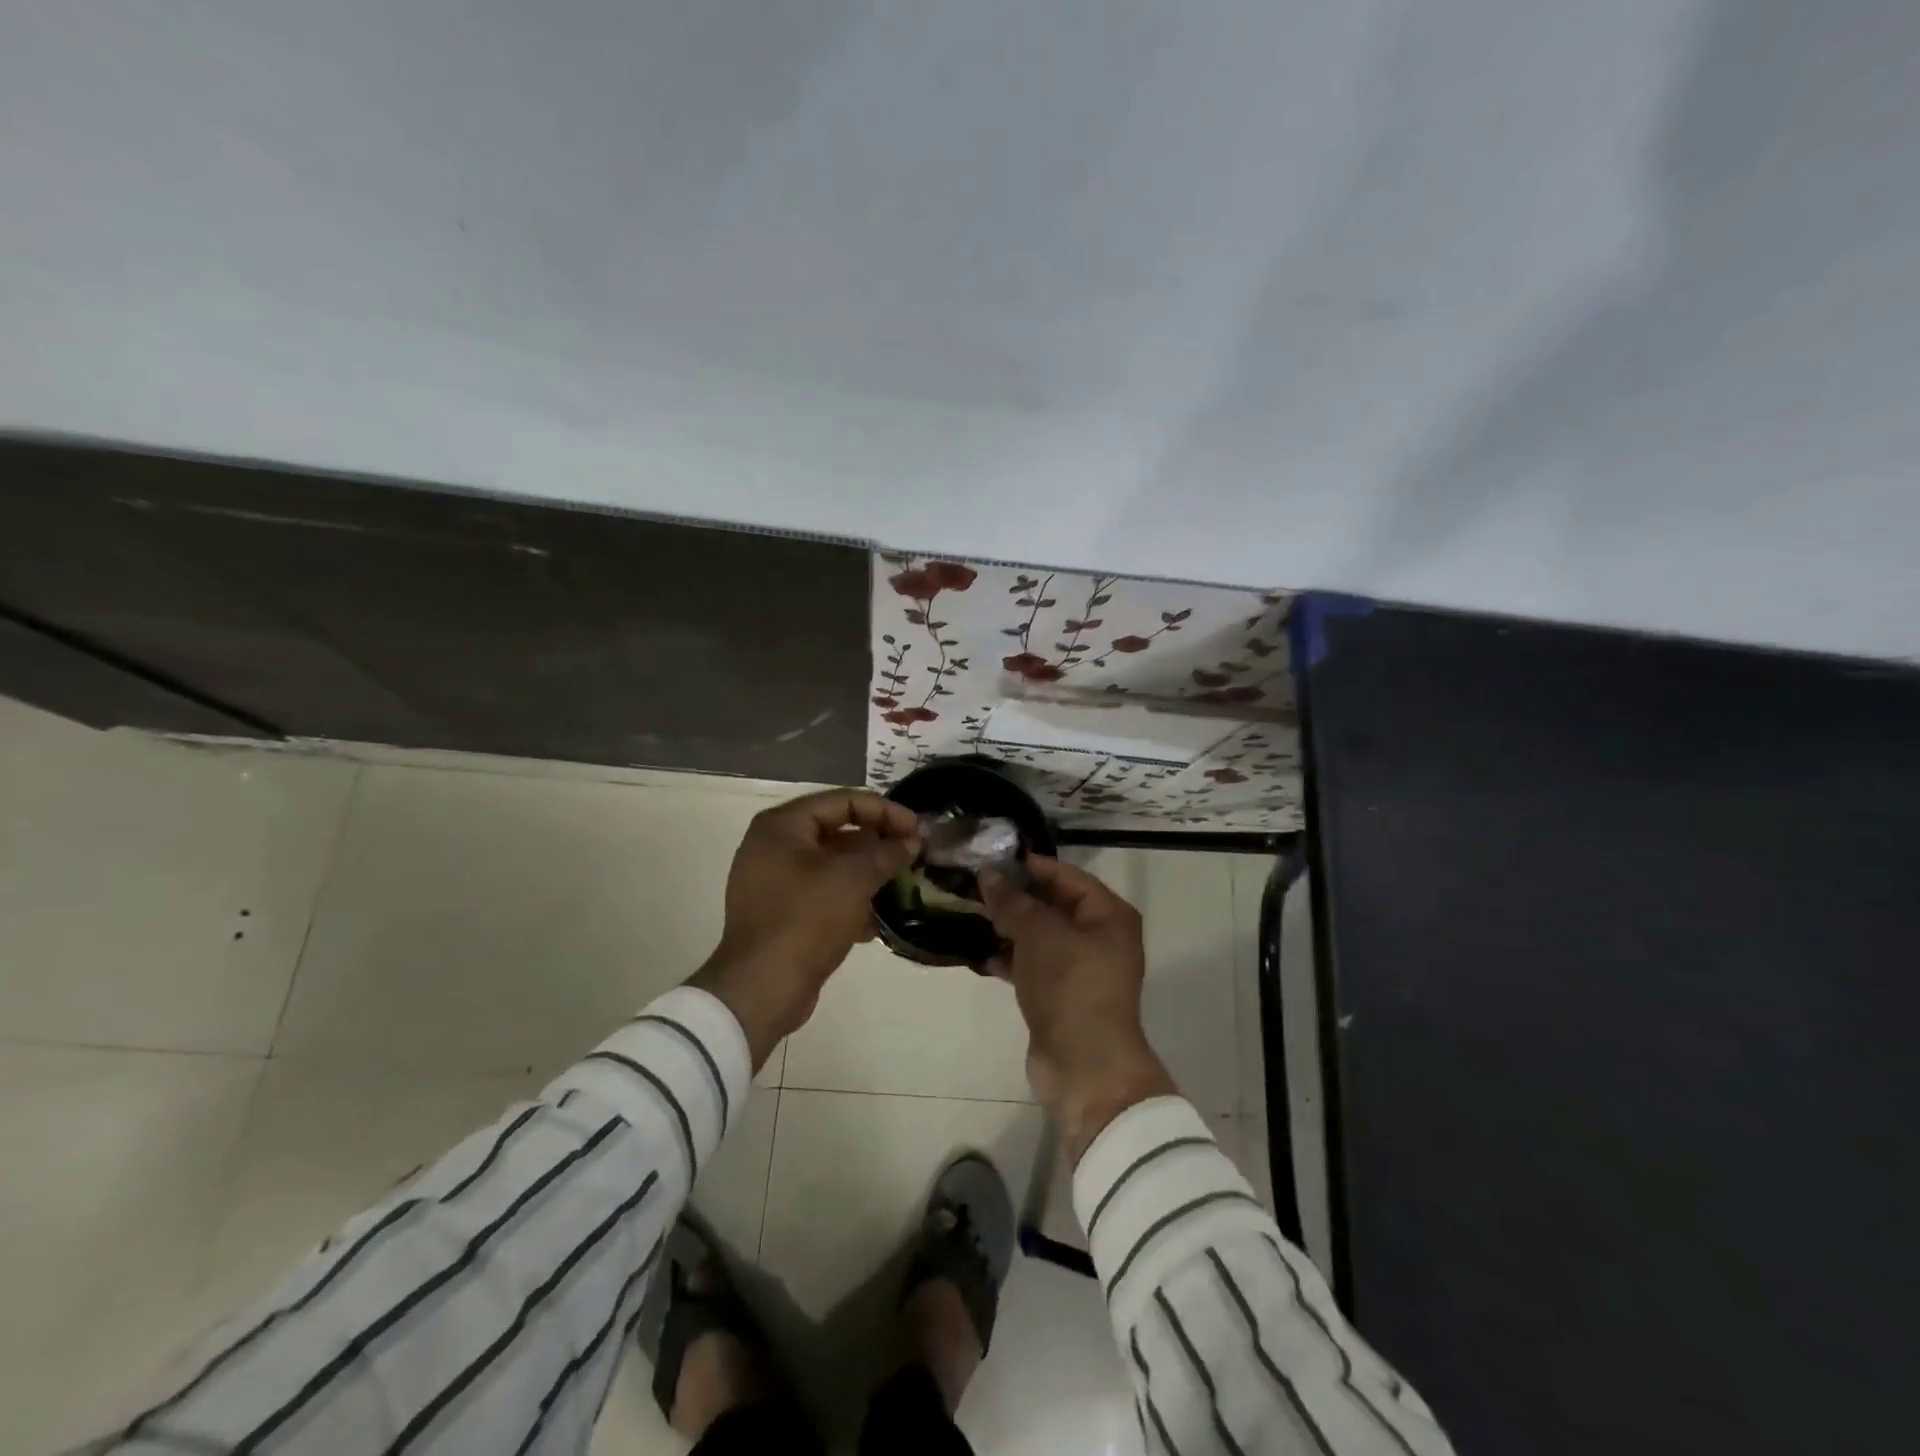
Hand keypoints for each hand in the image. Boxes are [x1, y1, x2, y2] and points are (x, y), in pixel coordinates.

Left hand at [690, 789, 920, 1065]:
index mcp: (782, 826)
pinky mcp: (781, 914)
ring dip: (868, 873)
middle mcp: (773, 846)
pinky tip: (879, 919)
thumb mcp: (854, 879)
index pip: (843, 801)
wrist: (762, 989)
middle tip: (914, 854)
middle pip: (837, 831)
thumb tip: (913, 842)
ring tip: (904, 884)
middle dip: (878, 842)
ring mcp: (774, 882)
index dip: (885, 811)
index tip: (917, 829)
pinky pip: (823, 894)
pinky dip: (850, 899)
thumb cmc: (806, 919)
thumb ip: (887, 853)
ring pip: (832, 865)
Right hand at [980, 857, 1176, 1162]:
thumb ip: (1012, 901)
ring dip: (1008, 926)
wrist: (1084, 1066)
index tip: (991, 857)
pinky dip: (1009, 957)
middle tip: (973, 883)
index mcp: (1108, 915)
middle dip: (1015, 896)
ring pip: (1040, 936)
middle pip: (1053, 905)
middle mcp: (1100, 937)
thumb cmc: (1070, 986)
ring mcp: (1081, 968)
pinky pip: (1033, 964)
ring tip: (969, 912)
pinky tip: (978, 951)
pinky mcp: (1061, 995)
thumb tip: (988, 872)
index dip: (1030, 865)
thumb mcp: (1039, 934)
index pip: (1067, 876)